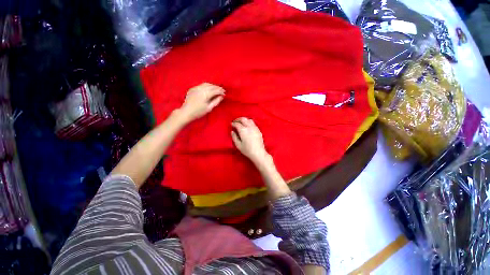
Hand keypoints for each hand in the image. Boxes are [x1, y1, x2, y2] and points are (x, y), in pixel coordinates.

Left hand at [179, 83, 224, 122]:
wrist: (186, 112)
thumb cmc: (199, 112)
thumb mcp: (209, 108)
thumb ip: (216, 101)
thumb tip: (222, 96)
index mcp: (206, 94)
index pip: (216, 90)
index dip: (221, 91)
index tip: (224, 93)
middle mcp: (201, 89)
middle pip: (211, 86)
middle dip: (217, 88)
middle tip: (222, 90)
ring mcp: (196, 88)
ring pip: (206, 84)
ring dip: (212, 86)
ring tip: (216, 89)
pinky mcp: (192, 89)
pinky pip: (201, 85)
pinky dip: (206, 86)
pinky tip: (208, 89)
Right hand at [231, 117, 270, 166]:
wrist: (258, 153)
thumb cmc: (247, 150)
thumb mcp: (238, 145)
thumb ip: (234, 137)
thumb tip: (232, 131)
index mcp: (243, 130)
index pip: (237, 124)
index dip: (233, 123)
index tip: (231, 124)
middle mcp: (249, 127)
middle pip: (243, 119)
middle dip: (238, 119)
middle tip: (235, 121)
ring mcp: (255, 128)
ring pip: (249, 120)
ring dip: (244, 120)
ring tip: (241, 123)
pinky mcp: (258, 130)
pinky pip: (253, 123)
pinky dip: (249, 122)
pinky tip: (247, 126)